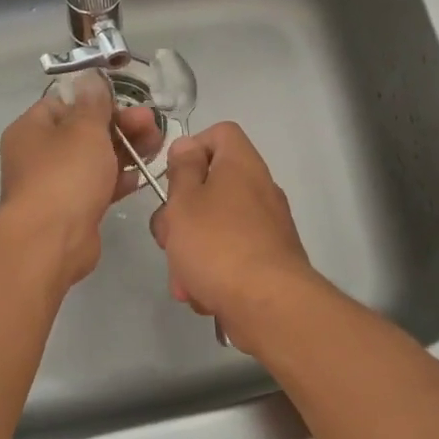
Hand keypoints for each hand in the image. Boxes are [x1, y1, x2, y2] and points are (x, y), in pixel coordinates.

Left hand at [0, 71, 164, 287]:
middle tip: (152, 123)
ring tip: (157, 145)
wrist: (51, 240)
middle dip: (120, 126)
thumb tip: (90, 77)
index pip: (64, 103)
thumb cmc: (66, 175)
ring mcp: (55, 184)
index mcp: (32, 129)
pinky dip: (119, 179)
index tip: (125, 102)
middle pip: (84, 132)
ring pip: (94, 160)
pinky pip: (98, 186)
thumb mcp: (84, 129)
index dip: (96, 101)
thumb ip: (93, 103)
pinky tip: (143, 175)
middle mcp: (39, 155)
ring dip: (125, 151)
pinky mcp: (72, 209)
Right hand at [149, 123, 315, 344]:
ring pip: (215, 229)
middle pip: (210, 188)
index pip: (220, 134)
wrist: (268, 304)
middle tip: (170, 238)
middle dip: (181, 217)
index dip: (191, 149)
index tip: (172, 179)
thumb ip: (182, 170)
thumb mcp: (185, 201)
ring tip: (184, 280)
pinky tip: (204, 295)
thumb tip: (187, 147)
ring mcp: (266, 228)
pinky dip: (212, 274)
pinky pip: (230, 258)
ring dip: (191, 253)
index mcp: (241, 165)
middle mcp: (259, 190)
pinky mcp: (267, 262)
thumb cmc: (217, 244)